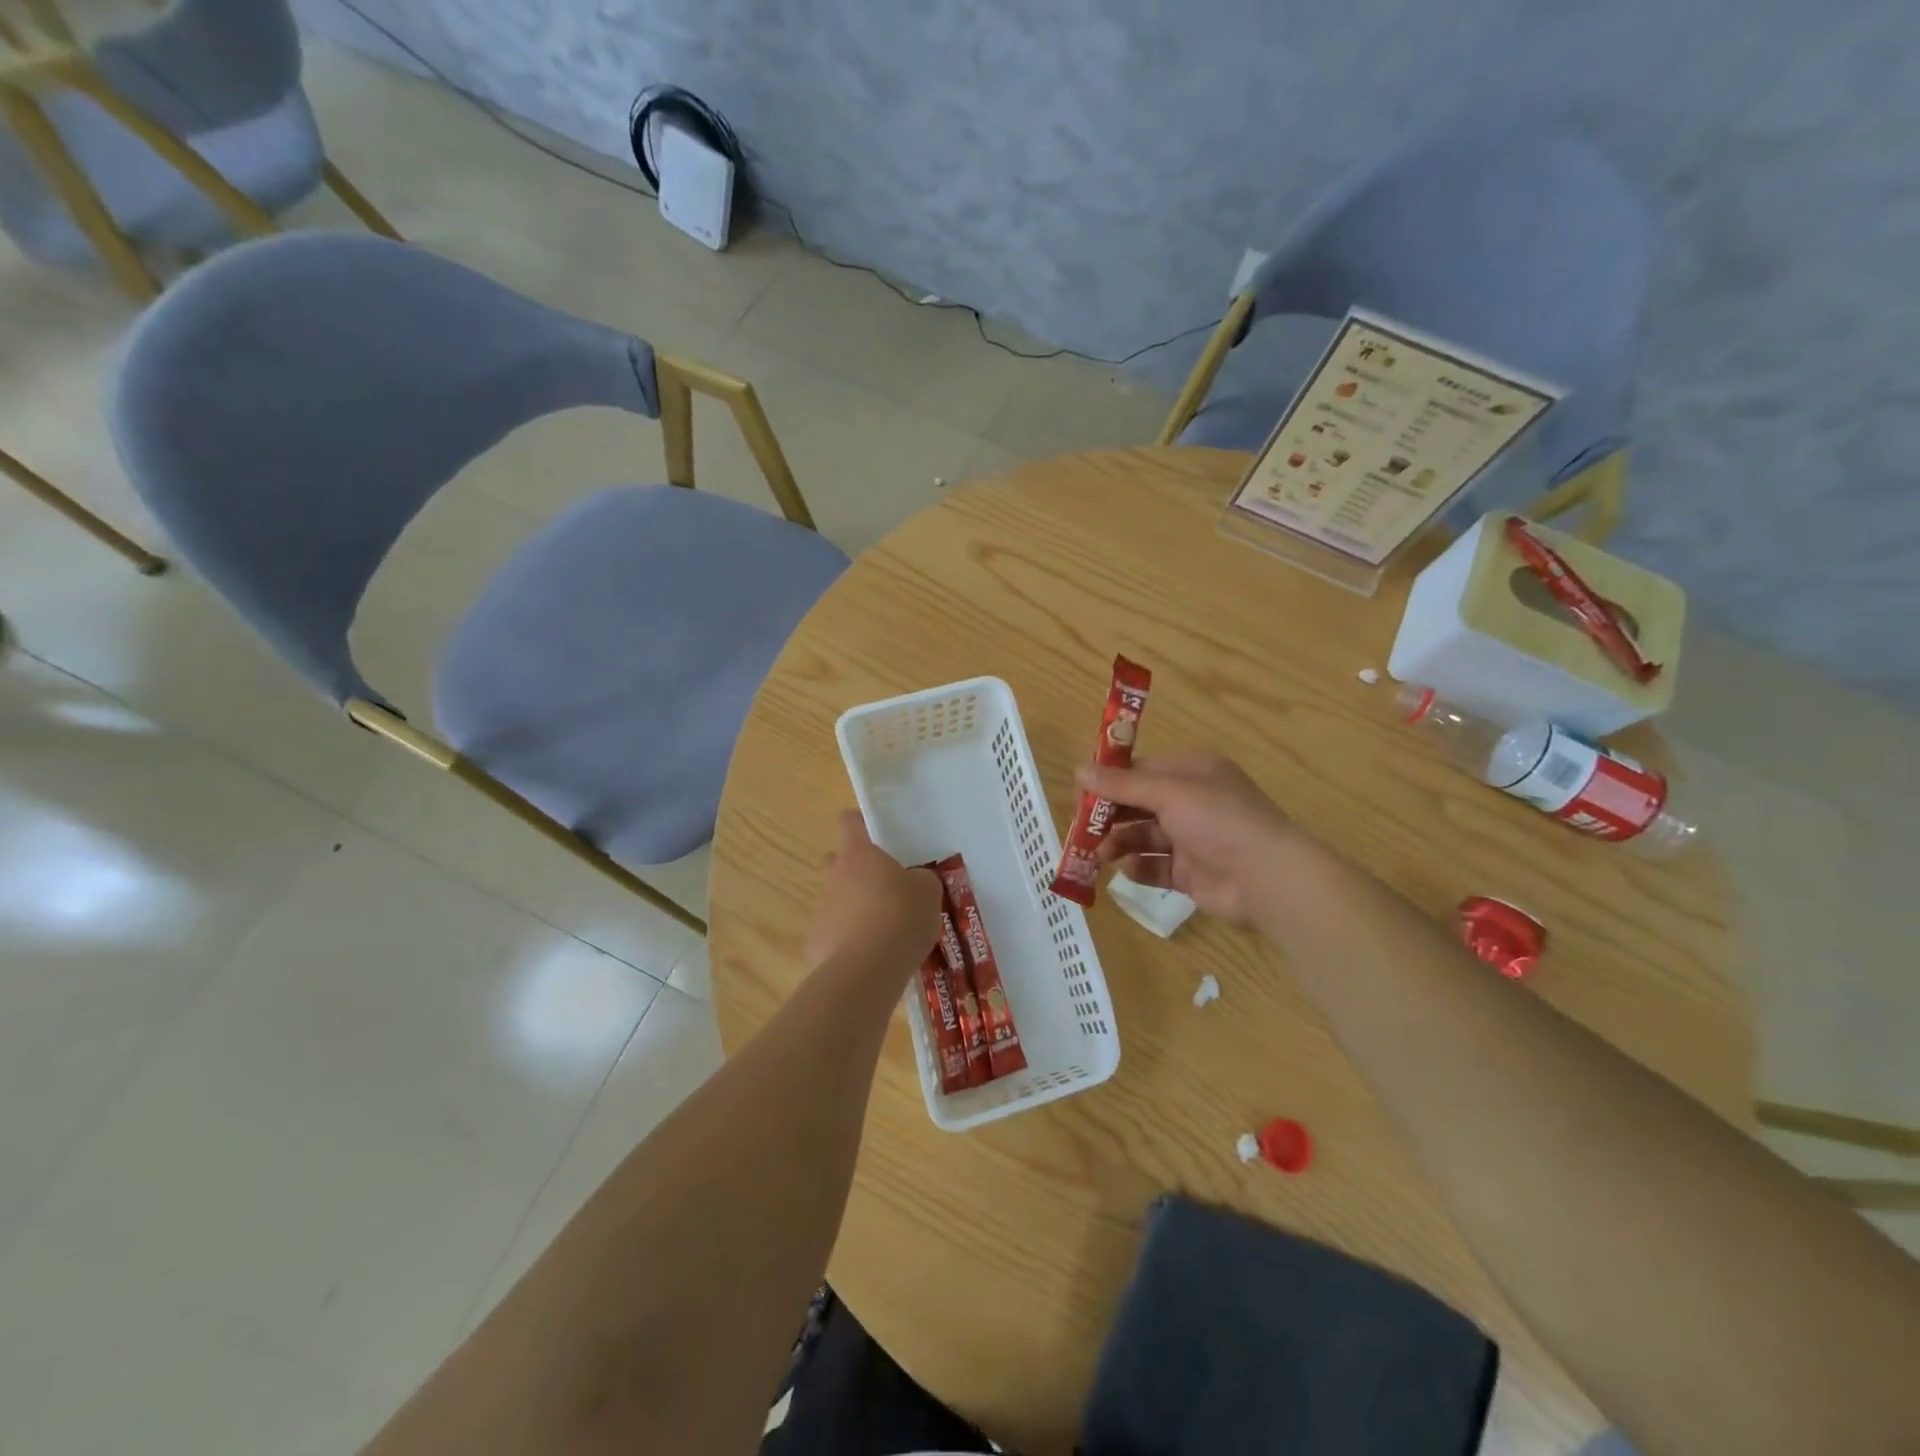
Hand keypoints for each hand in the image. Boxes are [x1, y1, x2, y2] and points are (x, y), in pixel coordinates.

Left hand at [807, 811, 942, 973]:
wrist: (868, 969)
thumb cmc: (901, 916)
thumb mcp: (928, 891)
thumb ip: (921, 879)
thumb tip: (915, 881)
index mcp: (858, 854)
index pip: (849, 821)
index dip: (861, 823)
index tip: (878, 835)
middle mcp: (833, 875)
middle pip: (836, 860)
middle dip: (855, 869)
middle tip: (883, 886)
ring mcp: (821, 909)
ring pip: (835, 898)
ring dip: (853, 907)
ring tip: (883, 929)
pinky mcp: (815, 942)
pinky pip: (833, 933)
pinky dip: (847, 940)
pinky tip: (870, 956)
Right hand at [1081, 752, 1302, 926]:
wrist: (1265, 877)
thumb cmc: (1218, 820)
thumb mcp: (1168, 793)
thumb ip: (1122, 785)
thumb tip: (1078, 770)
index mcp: (1192, 773)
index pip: (1142, 770)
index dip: (1110, 780)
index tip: (1081, 792)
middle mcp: (1191, 802)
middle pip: (1138, 804)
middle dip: (1110, 815)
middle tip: (1082, 828)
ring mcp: (1191, 839)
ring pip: (1143, 837)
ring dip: (1119, 843)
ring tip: (1099, 855)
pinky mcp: (1190, 872)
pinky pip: (1155, 867)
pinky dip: (1139, 868)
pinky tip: (1127, 870)